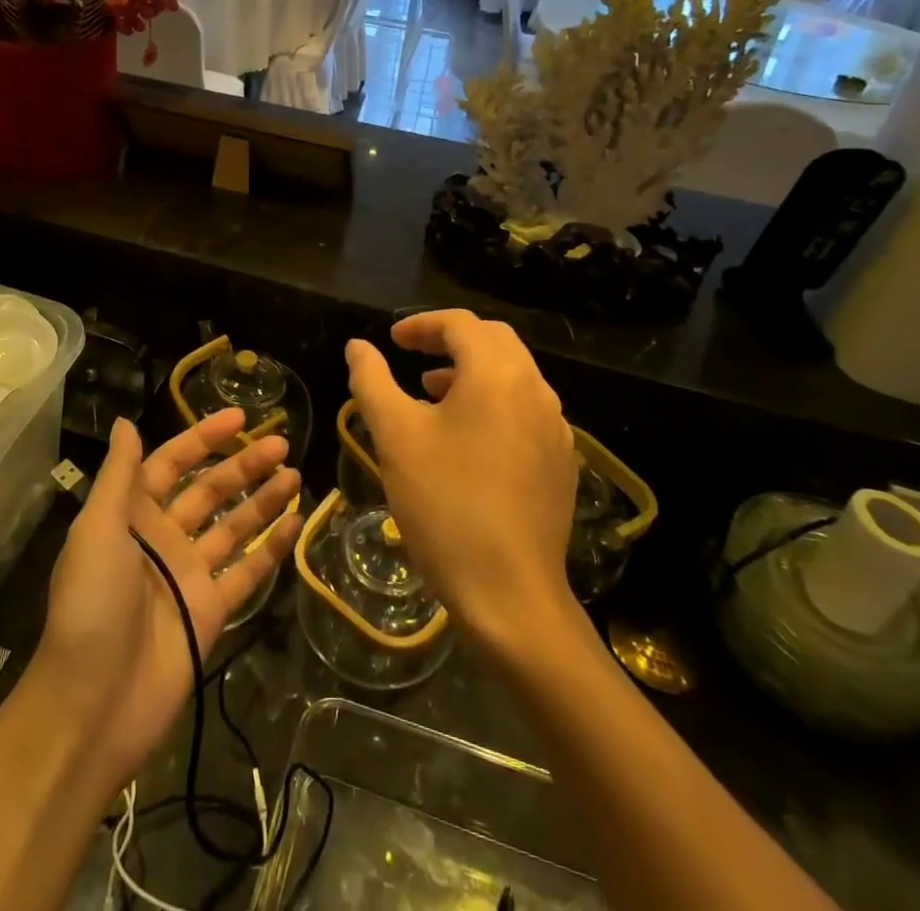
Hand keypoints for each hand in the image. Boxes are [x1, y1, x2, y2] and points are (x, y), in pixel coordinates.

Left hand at [33, 411, 300, 791]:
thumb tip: (126, 421)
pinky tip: (296, 523)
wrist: (92, 703)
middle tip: (282, 443)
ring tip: (295, 474)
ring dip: (262, 499)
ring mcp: (189, 574)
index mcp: (132, 515)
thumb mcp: (97, 529)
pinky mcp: (210, 610)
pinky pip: (247, 571)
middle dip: (243, 465)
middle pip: (209, 491)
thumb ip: (119, 475)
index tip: (240, 418)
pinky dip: (271, 547)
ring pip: (233, 526)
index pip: (172, 463)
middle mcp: (163, 538)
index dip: (203, 438)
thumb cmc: (91, 603)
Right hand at [345, 311, 578, 651]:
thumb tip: (358, 346)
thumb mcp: (395, 436)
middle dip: (450, 341)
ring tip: (432, 394)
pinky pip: (526, 410)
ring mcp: (555, 427)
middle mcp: (535, 389)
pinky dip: (493, 403)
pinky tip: (467, 440)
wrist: (510, 594)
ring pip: (513, 376)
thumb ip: (372, 380)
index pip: (460, 324)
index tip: (392, 341)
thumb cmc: (444, 504)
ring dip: (472, 371)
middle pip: (493, 341)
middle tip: (413, 356)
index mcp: (497, 374)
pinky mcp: (561, 462)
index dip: (421, 324)